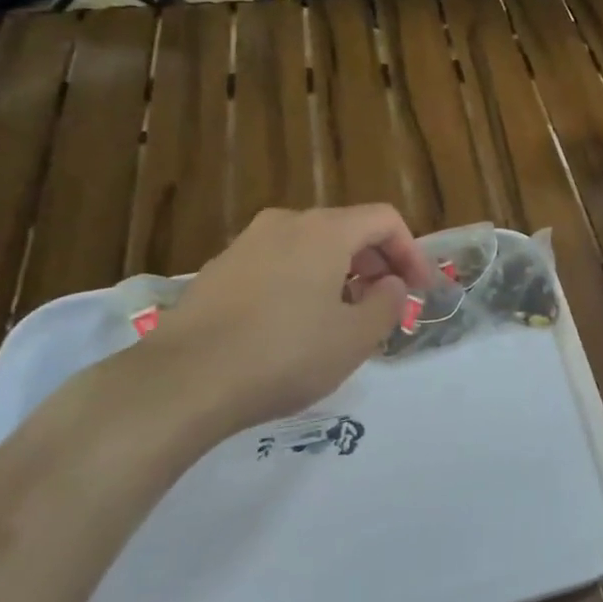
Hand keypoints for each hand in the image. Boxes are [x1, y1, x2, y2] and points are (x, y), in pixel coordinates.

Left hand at [106, 205, 431, 447]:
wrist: (182, 381)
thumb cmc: (284, 354)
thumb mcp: (355, 338)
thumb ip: (387, 303)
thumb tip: (389, 284)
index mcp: (325, 230)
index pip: (384, 220)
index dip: (411, 252)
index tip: (420, 290)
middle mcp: (285, 224)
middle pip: (347, 230)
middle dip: (376, 264)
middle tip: (387, 305)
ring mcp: (246, 244)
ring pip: (310, 247)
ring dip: (340, 275)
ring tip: (344, 319)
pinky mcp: (218, 271)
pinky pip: (278, 264)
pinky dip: (302, 283)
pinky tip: (296, 326)